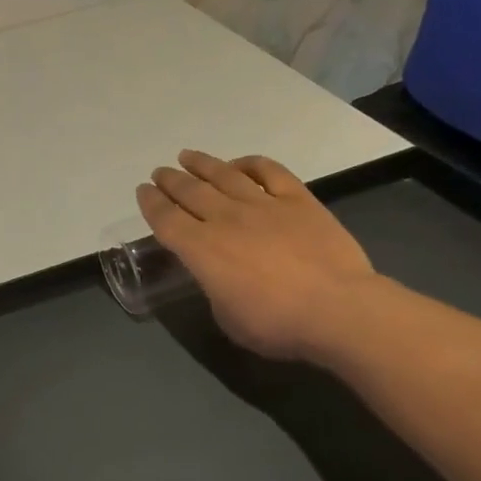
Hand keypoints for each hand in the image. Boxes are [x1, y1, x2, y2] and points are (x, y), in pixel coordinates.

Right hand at [138, 150, 377, 362]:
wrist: (338, 310)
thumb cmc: (277, 324)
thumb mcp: (227, 317)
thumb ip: (215, 289)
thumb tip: (218, 276)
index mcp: (201, 249)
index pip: (165, 218)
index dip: (150, 202)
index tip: (142, 191)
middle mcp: (225, 219)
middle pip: (189, 191)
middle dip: (170, 180)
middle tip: (160, 172)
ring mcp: (263, 205)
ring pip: (224, 175)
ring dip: (202, 164)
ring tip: (187, 156)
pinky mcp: (298, 201)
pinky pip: (270, 172)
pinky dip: (251, 163)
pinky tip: (241, 164)